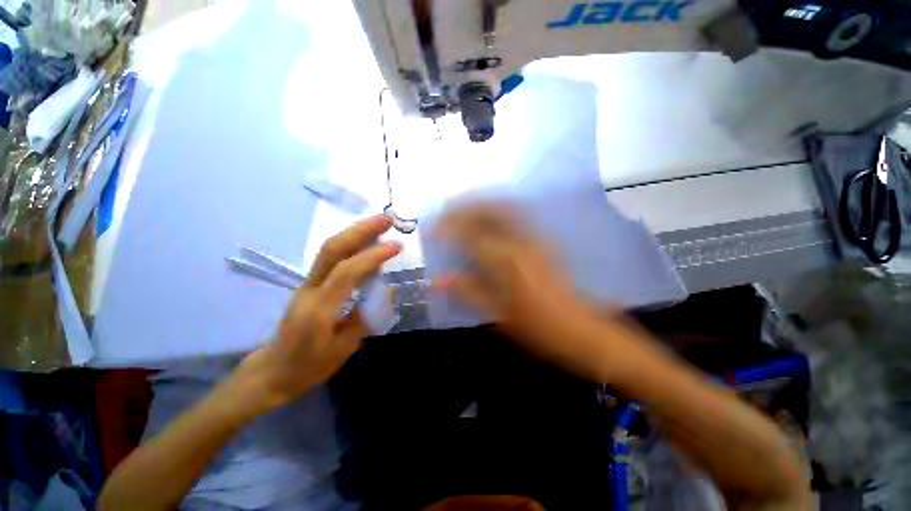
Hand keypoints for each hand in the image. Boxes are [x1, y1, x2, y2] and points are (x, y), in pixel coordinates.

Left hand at [229, 215, 400, 412]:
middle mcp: (310, 289)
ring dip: (355, 231)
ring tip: (379, 222)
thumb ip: (366, 317)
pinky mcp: (311, 282)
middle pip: (332, 249)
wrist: (274, 370)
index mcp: (319, 309)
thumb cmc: (310, 365)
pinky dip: (350, 242)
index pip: (347, 273)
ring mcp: (307, 282)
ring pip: (329, 248)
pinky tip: (365, 238)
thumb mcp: (344, 349)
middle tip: (386, 218)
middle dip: (360, 230)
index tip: (397, 246)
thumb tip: (386, 292)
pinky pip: (330, 256)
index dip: (373, 256)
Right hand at [433, 203, 616, 377]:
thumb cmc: (537, 327)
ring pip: (506, 208)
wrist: (579, 329)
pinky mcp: (543, 242)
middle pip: (490, 210)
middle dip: (466, 206)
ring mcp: (535, 239)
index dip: (448, 228)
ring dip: (483, 203)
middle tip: (448, 210)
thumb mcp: (497, 314)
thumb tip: (437, 280)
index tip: (433, 228)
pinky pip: (518, 215)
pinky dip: (500, 209)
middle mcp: (520, 242)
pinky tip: (492, 215)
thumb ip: (467, 292)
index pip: (470, 234)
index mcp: (506, 261)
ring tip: (465, 207)